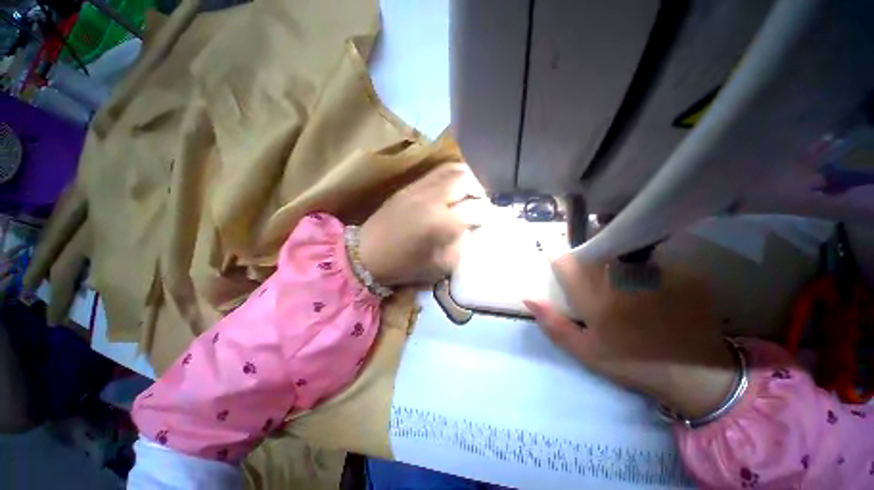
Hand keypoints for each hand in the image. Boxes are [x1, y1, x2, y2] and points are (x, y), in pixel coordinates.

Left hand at [359, 163, 490, 286]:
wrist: (365, 254)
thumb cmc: (403, 266)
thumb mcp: (439, 266)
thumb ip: (461, 245)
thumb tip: (471, 230)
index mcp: (441, 222)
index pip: (477, 209)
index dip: (489, 214)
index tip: (493, 219)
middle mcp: (432, 199)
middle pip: (466, 179)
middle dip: (480, 190)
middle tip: (481, 203)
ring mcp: (419, 188)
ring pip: (452, 169)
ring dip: (467, 179)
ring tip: (469, 194)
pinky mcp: (409, 186)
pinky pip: (436, 173)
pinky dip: (451, 177)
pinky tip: (452, 191)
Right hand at [524, 255, 736, 418]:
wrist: (699, 376)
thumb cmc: (634, 364)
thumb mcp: (586, 351)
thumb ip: (553, 323)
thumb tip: (528, 296)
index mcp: (596, 295)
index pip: (565, 260)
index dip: (558, 260)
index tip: (561, 269)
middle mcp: (624, 276)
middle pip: (594, 251)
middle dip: (589, 262)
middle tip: (598, 286)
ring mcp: (658, 271)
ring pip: (624, 254)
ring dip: (619, 266)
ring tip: (629, 292)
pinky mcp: (685, 272)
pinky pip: (653, 263)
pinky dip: (648, 273)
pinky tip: (656, 294)